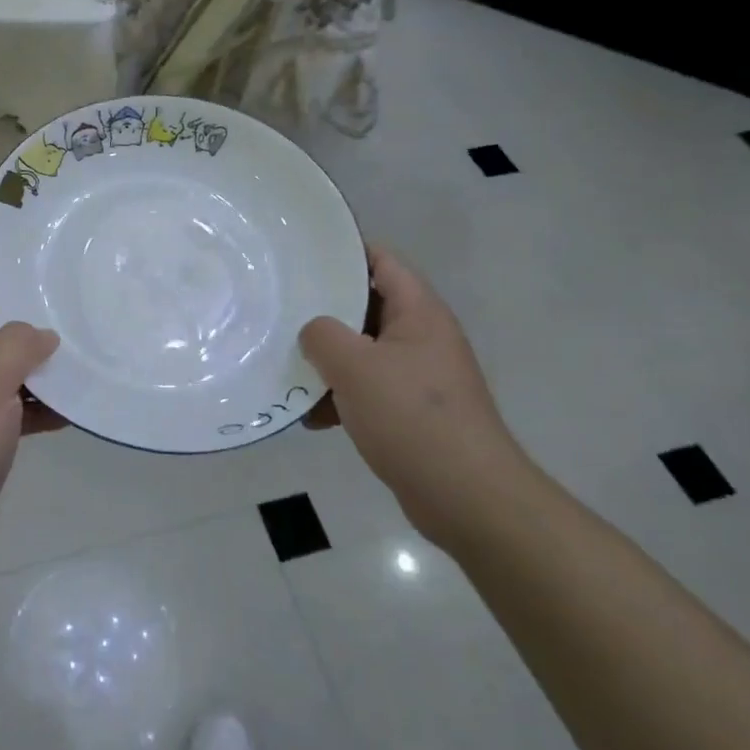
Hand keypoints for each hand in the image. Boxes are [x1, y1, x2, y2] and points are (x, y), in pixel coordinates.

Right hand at [299, 242, 539, 550]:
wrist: (467, 498)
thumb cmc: (412, 417)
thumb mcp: (355, 367)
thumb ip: (323, 335)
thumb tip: (314, 332)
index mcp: (419, 313)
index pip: (382, 261)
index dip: (344, 251)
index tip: (302, 255)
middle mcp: (423, 337)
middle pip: (367, 307)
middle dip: (325, 311)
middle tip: (282, 308)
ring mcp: (420, 376)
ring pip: (363, 351)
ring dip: (329, 361)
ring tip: (288, 367)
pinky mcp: (413, 412)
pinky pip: (369, 390)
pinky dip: (342, 398)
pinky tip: (312, 417)